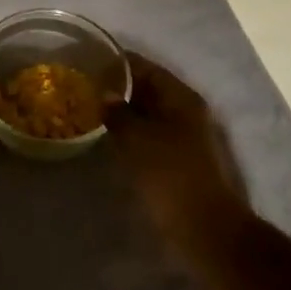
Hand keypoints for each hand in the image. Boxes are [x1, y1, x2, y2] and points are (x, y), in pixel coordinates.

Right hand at [106, 54, 247, 249]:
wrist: (206, 229)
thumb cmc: (171, 176)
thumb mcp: (138, 140)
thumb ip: (118, 113)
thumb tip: (105, 95)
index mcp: (181, 97)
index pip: (145, 66)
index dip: (117, 62)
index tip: (89, 60)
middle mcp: (187, 110)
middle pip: (149, 88)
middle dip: (119, 86)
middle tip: (85, 87)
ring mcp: (186, 136)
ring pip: (150, 113)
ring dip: (124, 111)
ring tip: (91, 110)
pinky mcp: (181, 160)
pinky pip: (152, 134)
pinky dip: (132, 132)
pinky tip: (110, 138)